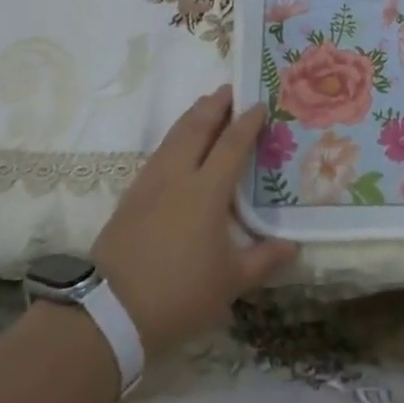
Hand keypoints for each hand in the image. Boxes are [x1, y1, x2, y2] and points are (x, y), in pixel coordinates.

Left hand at [93, 86, 297, 358]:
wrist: (110, 312)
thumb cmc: (179, 294)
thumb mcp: (230, 283)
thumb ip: (263, 260)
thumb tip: (293, 247)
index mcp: (206, 191)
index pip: (231, 144)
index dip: (247, 122)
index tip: (260, 104)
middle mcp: (178, 176)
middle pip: (197, 127)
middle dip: (215, 105)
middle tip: (230, 89)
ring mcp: (150, 183)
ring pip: (174, 136)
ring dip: (192, 116)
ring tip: (206, 105)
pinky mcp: (131, 196)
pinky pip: (158, 153)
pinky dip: (174, 137)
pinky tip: (178, 146)